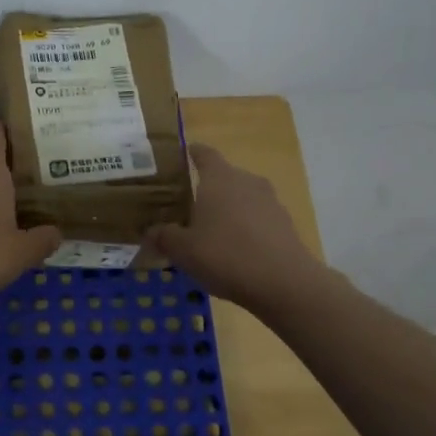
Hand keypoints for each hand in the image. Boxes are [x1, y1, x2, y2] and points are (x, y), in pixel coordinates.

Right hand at [149, 144, 320, 307]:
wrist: (284, 283)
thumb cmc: (225, 255)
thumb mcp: (183, 250)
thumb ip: (164, 237)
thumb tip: (150, 231)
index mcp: (220, 178)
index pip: (204, 154)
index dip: (191, 153)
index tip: (182, 155)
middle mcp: (247, 182)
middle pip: (224, 177)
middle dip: (206, 189)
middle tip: (187, 206)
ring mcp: (270, 202)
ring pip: (242, 199)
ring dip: (227, 210)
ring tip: (210, 232)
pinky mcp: (285, 225)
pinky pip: (257, 220)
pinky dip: (244, 229)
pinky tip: (234, 252)